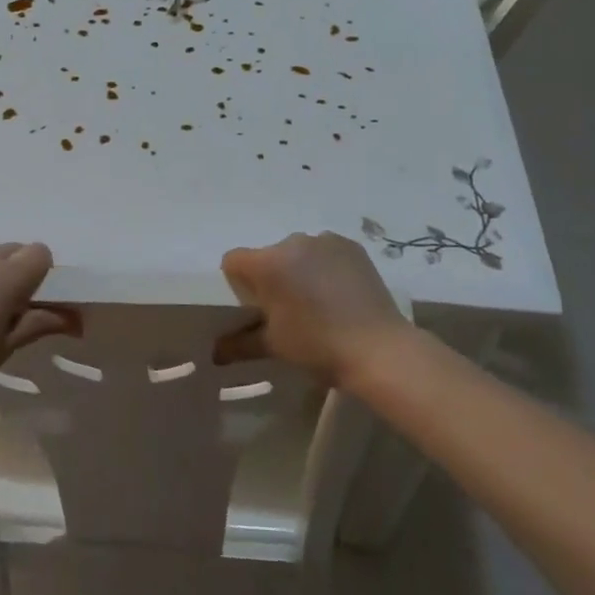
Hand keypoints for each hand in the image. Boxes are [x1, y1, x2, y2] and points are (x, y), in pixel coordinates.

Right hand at [215, 232, 411, 385]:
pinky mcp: (351, 246)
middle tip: (288, 309)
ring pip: (298, 252)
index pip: (234, 261)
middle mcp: (292, 242)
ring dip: (300, 269)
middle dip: (272, 277)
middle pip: (268, 256)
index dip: (238, 282)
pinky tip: (339, 292)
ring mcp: (324, 240)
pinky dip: (326, 266)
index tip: (255, 306)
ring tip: (319, 301)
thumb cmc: (318, 346)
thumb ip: (238, 344)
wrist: (380, 350)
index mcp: (267, 263)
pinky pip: (326, 251)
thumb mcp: (273, 346)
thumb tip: (214, 354)